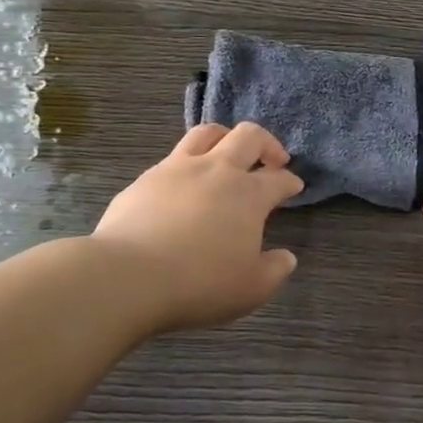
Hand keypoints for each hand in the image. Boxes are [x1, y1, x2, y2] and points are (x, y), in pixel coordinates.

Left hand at [92, 123, 303, 334]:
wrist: (128, 275)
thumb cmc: (199, 283)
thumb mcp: (250, 289)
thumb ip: (274, 271)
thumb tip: (286, 258)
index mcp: (248, 195)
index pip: (279, 179)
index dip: (290, 181)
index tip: (294, 187)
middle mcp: (217, 170)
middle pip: (248, 136)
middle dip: (267, 143)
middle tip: (273, 159)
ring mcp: (178, 168)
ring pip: (207, 133)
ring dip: (226, 137)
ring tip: (228, 152)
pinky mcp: (146, 178)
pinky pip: (173, 157)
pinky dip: (188, 163)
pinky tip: (184, 183)